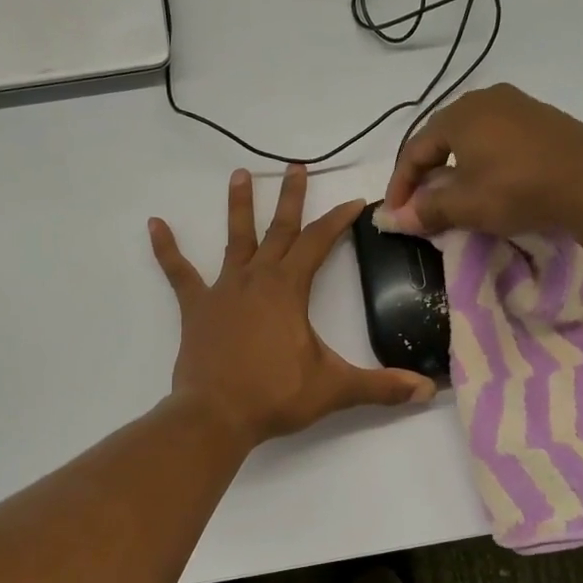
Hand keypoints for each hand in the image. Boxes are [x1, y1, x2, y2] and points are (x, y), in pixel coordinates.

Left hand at [149, 166, 436, 449]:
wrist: (216, 415)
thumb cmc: (275, 396)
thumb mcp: (334, 389)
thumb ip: (381, 387)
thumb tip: (428, 390)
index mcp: (289, 289)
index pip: (319, 243)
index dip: (339, 220)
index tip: (355, 200)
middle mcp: (256, 278)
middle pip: (278, 230)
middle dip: (290, 198)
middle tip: (295, 166)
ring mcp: (223, 289)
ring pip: (234, 239)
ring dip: (238, 206)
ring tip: (239, 174)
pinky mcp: (196, 307)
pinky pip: (179, 272)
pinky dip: (167, 249)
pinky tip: (154, 224)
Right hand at [380, 83, 582, 235]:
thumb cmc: (518, 188)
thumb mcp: (466, 205)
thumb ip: (426, 210)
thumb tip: (393, 219)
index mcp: (458, 115)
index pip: (414, 150)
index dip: (400, 185)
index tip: (395, 215)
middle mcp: (483, 100)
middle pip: (440, 138)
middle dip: (425, 173)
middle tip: (419, 204)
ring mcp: (515, 105)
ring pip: (469, 136)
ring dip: (453, 166)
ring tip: (452, 195)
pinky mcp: (541, 118)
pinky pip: (496, 136)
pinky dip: (481, 159)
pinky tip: (487, 180)